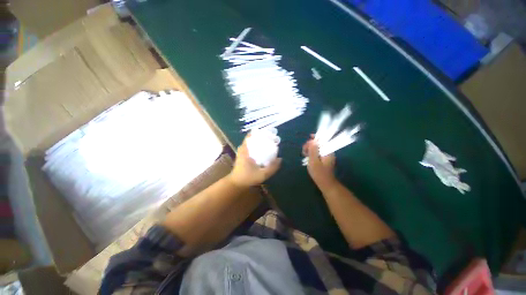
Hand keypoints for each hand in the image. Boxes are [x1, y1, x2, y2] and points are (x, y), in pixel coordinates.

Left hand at [227, 134, 281, 188]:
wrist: (236, 184)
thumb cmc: (247, 178)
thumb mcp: (262, 174)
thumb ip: (272, 168)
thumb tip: (280, 159)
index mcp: (245, 150)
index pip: (251, 135)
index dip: (260, 132)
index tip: (269, 133)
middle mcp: (243, 148)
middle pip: (252, 137)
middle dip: (262, 136)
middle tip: (272, 138)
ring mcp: (242, 151)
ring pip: (251, 142)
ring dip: (259, 141)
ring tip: (269, 142)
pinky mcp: (242, 155)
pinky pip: (250, 147)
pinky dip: (256, 146)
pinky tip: (263, 150)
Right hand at [303, 136, 336, 188]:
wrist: (325, 184)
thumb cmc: (319, 173)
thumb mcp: (314, 161)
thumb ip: (313, 150)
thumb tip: (312, 141)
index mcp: (328, 151)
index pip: (323, 140)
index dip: (315, 138)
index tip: (308, 140)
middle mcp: (328, 152)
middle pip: (319, 144)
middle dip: (310, 145)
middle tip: (304, 151)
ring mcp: (326, 156)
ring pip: (317, 148)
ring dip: (310, 149)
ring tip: (304, 154)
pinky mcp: (323, 159)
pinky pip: (317, 153)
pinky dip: (312, 153)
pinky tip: (307, 157)